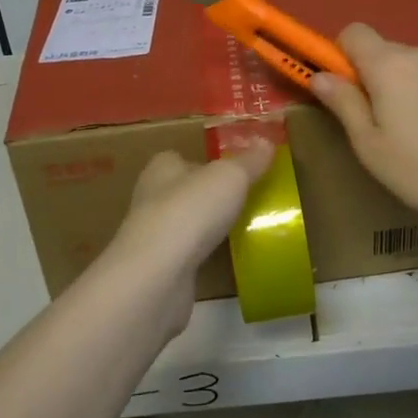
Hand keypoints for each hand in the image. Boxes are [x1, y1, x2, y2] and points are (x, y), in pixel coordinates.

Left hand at [99, 144, 273, 337]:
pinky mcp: (158, 270)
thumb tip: (266, 141)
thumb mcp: (230, 177)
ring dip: (205, 227)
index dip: (203, 161)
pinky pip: (185, 257)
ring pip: (183, 225)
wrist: (158, 276)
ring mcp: (152, 237)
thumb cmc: (191, 211)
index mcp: (161, 168)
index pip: (178, 158)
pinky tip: (224, 260)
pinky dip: (202, 257)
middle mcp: (150, 198)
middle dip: (207, 195)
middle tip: (243, 200)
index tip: (231, 170)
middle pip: (182, 191)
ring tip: (240, 229)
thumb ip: (249, 161)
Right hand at [311, 23, 417, 233]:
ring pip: (410, 65)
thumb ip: (343, 103)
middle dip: (368, 75)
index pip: (353, 32)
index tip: (341, 90)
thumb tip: (319, 75)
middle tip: (372, 121)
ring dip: (399, 86)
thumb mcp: (370, 145)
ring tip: (408, 133)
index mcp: (388, 65)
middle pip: (382, 49)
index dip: (339, 55)